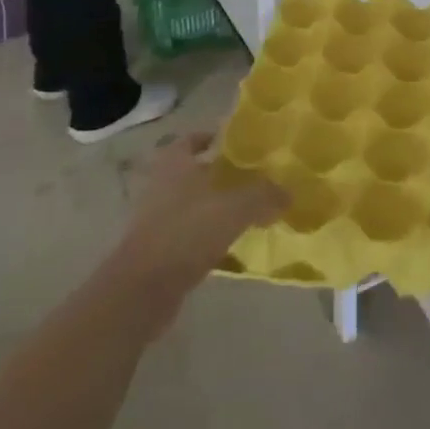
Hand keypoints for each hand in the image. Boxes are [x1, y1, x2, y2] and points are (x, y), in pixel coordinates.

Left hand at [98, 133, 284, 338]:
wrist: (141, 291)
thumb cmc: (186, 233)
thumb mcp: (235, 208)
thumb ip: (264, 196)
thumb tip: (287, 193)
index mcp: (175, 165)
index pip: (190, 140)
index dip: (211, 137)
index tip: (236, 143)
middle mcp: (162, 187)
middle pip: (193, 173)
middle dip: (219, 175)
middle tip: (252, 178)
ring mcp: (157, 220)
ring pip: (193, 205)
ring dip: (216, 208)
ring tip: (249, 212)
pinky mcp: (158, 251)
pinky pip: (191, 236)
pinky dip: (210, 238)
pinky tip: (234, 248)